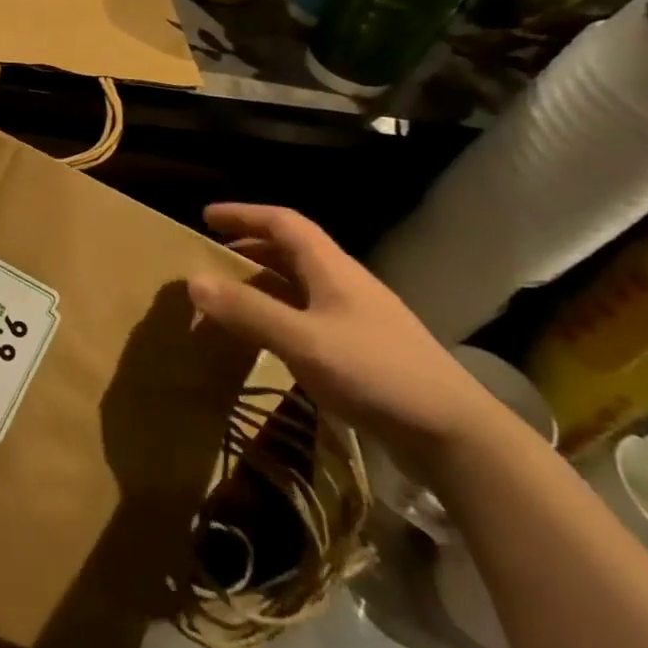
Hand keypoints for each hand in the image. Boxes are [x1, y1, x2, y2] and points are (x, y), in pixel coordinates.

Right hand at [186, 204, 502, 464]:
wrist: (454, 433)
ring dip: (262, 283)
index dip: (244, 215)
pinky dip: (278, 315)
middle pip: (291, 251)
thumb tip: (193, 281)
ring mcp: (356, 317)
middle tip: (212, 259)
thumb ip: (248, 311)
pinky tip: (266, 339)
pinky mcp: (362, 349)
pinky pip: (308, 316)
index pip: (283, 223)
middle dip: (249, 248)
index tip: (206, 217)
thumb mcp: (303, 340)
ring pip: (299, 285)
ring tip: (229, 298)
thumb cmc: (376, 373)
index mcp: (331, 268)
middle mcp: (344, 284)